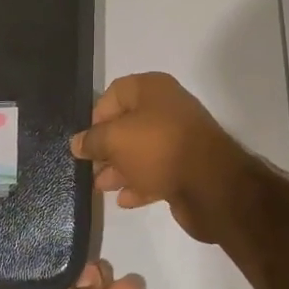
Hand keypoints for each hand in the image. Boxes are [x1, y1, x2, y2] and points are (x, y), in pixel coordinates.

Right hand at [69, 73, 249, 243]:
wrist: (211, 183)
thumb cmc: (157, 147)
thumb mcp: (115, 139)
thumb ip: (92, 141)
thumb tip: (77, 143)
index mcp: (152, 89)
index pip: (114, 94)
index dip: (96, 116)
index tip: (86, 142)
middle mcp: (167, 109)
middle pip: (127, 124)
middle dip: (107, 147)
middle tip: (90, 168)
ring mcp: (179, 139)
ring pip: (141, 151)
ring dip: (120, 168)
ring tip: (102, 187)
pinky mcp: (187, 167)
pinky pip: (156, 171)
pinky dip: (139, 183)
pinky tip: (124, 199)